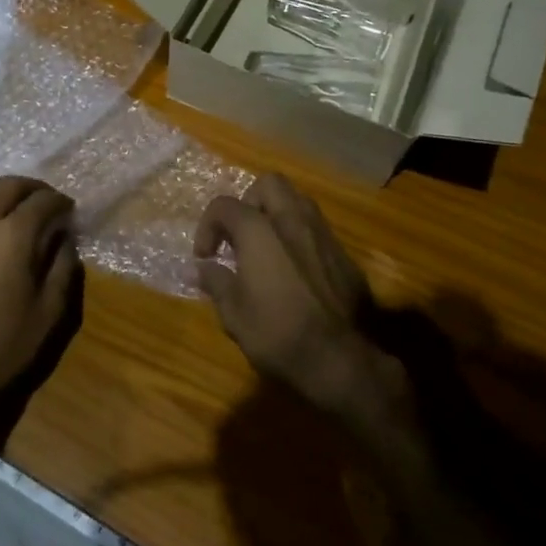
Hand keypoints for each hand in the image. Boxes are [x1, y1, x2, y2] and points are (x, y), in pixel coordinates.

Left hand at [0, 174, 82, 444]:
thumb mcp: (52, 310)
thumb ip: (63, 265)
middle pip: (10, 185)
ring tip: (4, 202)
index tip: (68, 210)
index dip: (60, 201)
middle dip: (32, 189)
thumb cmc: (7, 344)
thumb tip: (64, 237)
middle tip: (43, 202)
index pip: (44, 200)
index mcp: (16, 233)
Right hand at [194, 174, 387, 416]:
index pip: (224, 206)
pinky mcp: (345, 257)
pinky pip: (317, 230)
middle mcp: (293, 221)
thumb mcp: (233, 313)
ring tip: (265, 247)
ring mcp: (324, 236)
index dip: (207, 227)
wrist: (341, 361)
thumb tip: (201, 268)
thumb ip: (216, 281)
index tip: (206, 257)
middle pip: (269, 184)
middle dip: (249, 201)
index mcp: (259, 230)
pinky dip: (299, 238)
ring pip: (298, 201)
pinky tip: (294, 271)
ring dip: (277, 215)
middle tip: (240, 235)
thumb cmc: (277, 334)